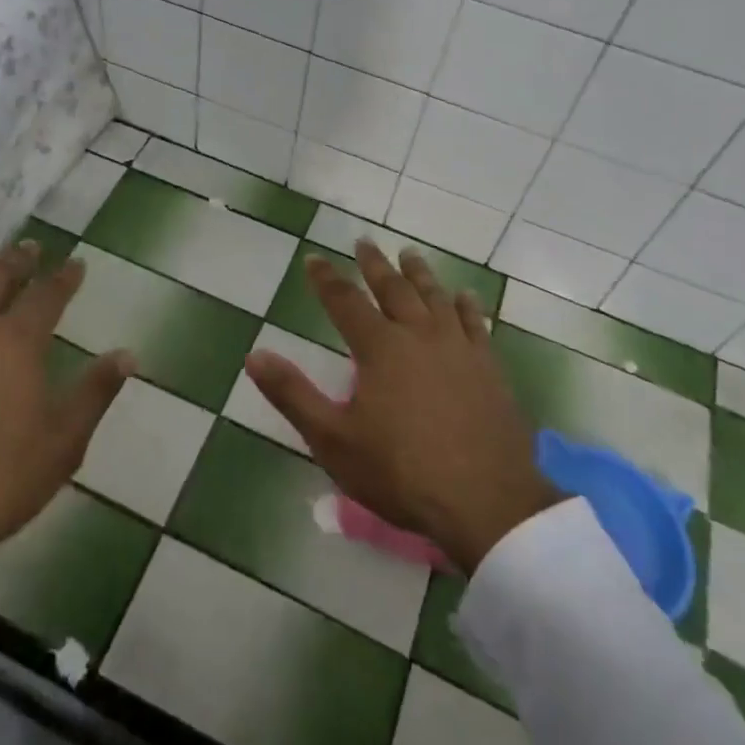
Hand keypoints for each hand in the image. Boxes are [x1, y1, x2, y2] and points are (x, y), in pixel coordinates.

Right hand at [244, 242, 560, 573]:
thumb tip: (254, 355)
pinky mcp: (489, 367)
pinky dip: (467, 305)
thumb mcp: (334, 440)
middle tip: (364, 242)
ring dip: (419, 273)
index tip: (314, 258)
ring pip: (435, 297)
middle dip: (374, 264)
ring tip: (409, 254)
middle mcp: (419, 335)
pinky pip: (476, 323)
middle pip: (393, 288)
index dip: (326, 278)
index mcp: (380, 348)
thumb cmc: (401, 473)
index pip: (345, 301)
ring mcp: (459, 348)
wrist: (486, 502)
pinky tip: (465, 296)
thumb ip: (293, 395)